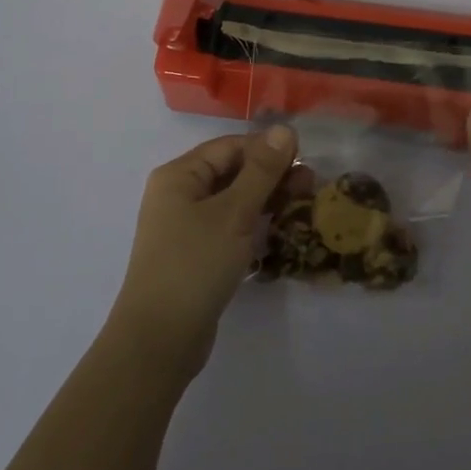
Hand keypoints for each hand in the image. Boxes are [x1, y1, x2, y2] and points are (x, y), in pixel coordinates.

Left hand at [109, 125, 297, 377]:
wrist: (159, 340)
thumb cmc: (195, 265)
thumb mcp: (233, 213)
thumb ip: (261, 171)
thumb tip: (284, 129)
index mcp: (179, 175)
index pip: (231, 146)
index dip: (268, 149)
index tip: (306, 161)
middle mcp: (179, 194)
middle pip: (232, 172)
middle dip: (271, 176)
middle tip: (311, 187)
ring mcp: (186, 226)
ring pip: (233, 201)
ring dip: (267, 201)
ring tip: (302, 208)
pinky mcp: (196, 254)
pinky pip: (229, 227)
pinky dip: (254, 225)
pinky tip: (279, 232)